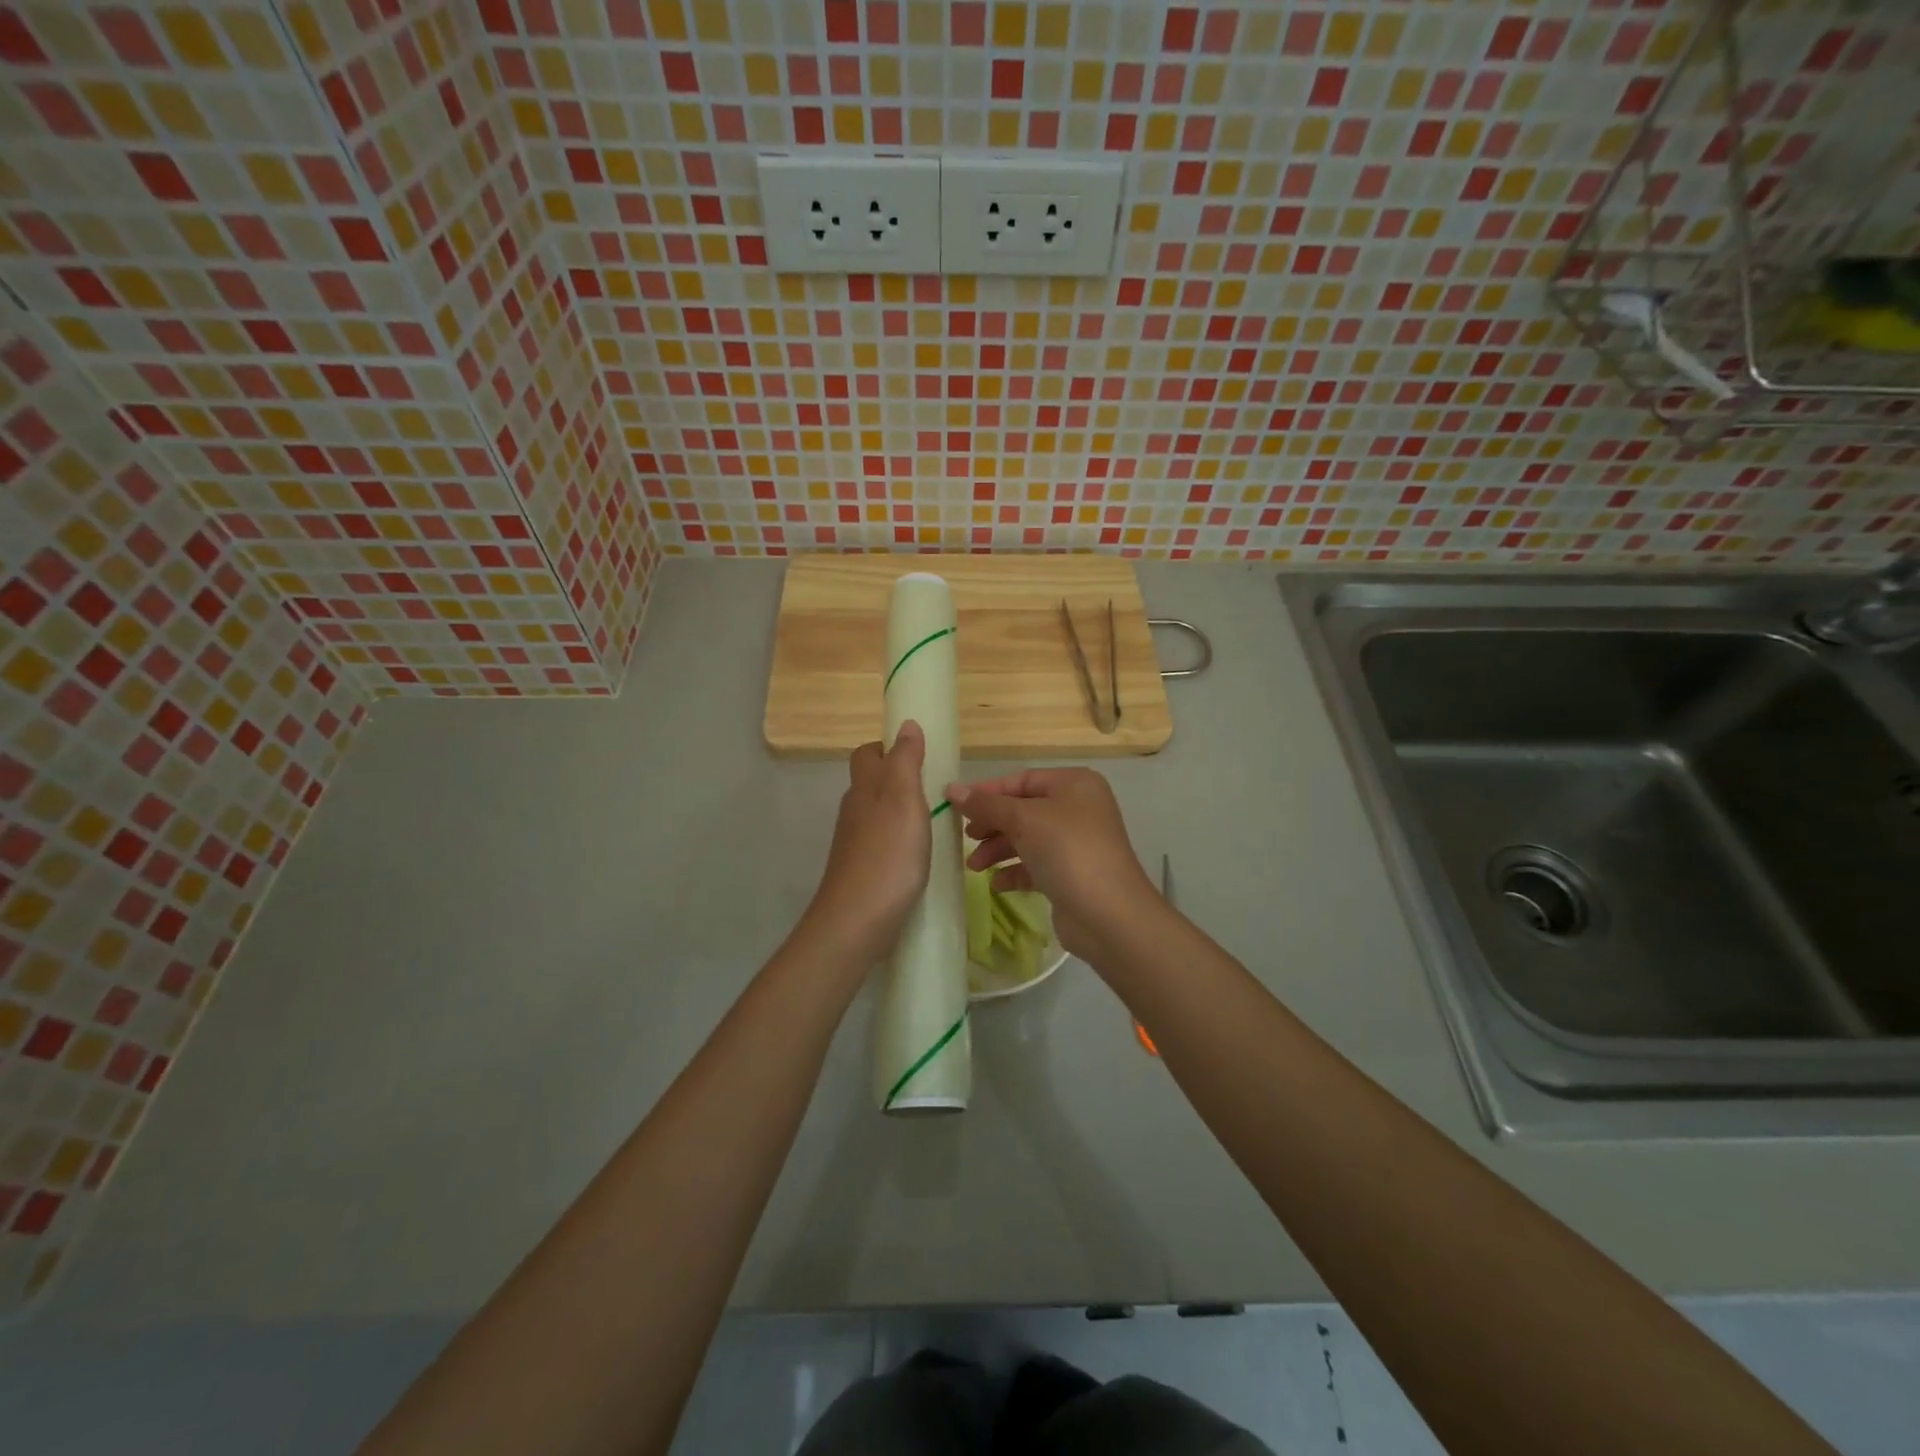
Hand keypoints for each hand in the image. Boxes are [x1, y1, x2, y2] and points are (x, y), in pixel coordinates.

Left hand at [808, 721, 931, 954]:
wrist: (857, 919)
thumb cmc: (888, 853)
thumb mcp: (903, 797)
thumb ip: (905, 760)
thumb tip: (906, 723)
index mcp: (864, 788)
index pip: (868, 754)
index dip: (889, 748)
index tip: (920, 754)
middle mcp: (854, 811)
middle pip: (871, 784)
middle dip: (898, 780)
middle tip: (936, 789)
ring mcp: (855, 843)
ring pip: (877, 815)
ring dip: (901, 813)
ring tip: (936, 823)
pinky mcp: (861, 871)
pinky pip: (881, 845)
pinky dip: (899, 843)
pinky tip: (920, 857)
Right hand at [945, 767, 1156, 962]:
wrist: (1109, 915)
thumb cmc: (1068, 851)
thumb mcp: (1024, 820)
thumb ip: (987, 805)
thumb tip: (952, 789)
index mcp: (1074, 784)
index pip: (1022, 780)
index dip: (987, 792)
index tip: (954, 805)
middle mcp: (1079, 808)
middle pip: (1024, 809)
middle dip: (992, 823)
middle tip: (965, 838)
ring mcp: (1078, 843)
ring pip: (1028, 838)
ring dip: (999, 849)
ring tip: (974, 867)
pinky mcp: (1073, 874)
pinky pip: (1037, 865)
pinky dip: (1015, 870)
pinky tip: (997, 883)